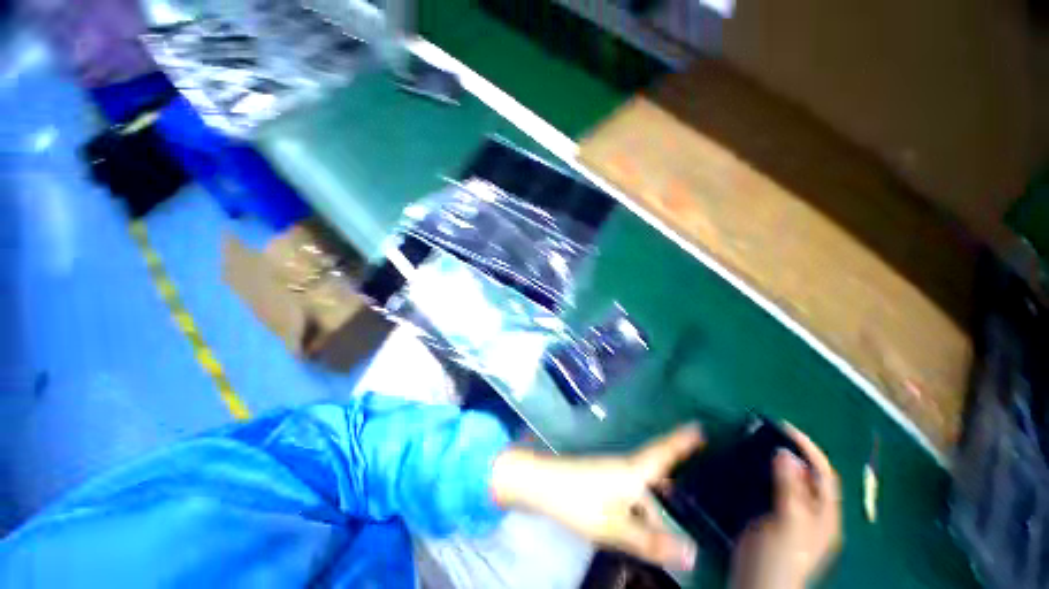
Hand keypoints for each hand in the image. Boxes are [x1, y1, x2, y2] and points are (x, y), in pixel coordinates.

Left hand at [491, 425, 702, 570]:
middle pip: (655, 473)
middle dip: (673, 478)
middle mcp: (624, 467)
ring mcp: (610, 472)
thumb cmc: (577, 501)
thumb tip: (694, 554)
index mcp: (632, 472)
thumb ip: (651, 541)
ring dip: (655, 502)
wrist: (541, 484)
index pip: (664, 453)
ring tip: (671, 520)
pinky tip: (642, 522)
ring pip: (641, 488)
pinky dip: (640, 505)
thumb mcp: (615, 527)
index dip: (682, 441)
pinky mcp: (600, 479)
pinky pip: (629, 491)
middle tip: (695, 481)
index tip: (699, 425)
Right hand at [731, 425, 841, 588]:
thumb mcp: (788, 522)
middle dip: (792, 452)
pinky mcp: (773, 519)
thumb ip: (790, 489)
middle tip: (767, 433)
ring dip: (776, 461)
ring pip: (788, 481)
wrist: (758, 585)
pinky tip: (749, 467)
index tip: (785, 427)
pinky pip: (771, 488)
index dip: (808, 449)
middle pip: (807, 475)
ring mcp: (793, 517)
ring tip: (756, 444)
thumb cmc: (779, 558)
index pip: (823, 474)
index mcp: (824, 515)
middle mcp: (813, 514)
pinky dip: (763, 474)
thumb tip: (786, 453)